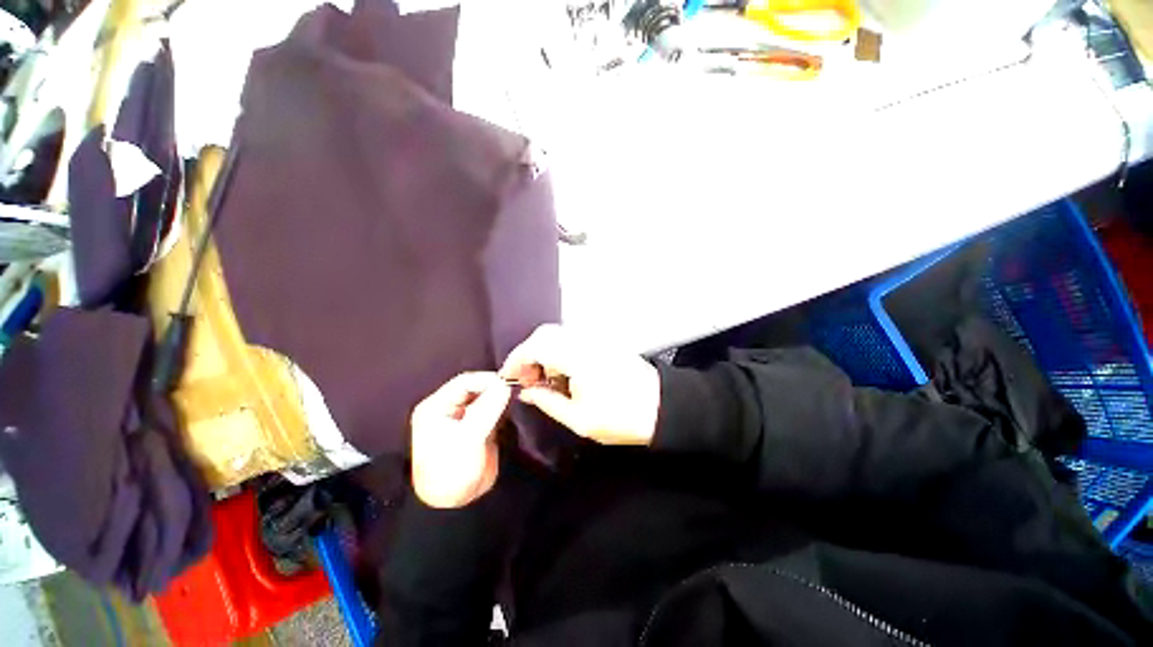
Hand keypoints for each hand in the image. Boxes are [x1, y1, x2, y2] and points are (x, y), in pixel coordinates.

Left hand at [410, 373, 511, 508]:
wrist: (455, 504)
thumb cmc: (452, 470)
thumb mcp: (468, 438)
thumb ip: (487, 409)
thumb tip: (505, 385)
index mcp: (436, 407)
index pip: (464, 382)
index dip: (486, 380)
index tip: (509, 384)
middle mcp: (449, 408)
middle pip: (475, 388)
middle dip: (494, 387)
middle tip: (515, 389)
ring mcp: (464, 418)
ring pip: (484, 397)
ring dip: (499, 397)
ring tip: (516, 397)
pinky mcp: (477, 427)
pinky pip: (491, 409)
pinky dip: (501, 407)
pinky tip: (511, 408)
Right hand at [500, 324, 660, 445]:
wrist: (661, 407)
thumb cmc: (621, 418)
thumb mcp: (580, 420)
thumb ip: (548, 402)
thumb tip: (526, 392)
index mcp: (577, 358)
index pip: (536, 346)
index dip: (516, 359)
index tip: (508, 377)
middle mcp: (584, 341)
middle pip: (545, 334)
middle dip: (529, 354)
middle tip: (527, 380)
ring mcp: (595, 339)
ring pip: (557, 335)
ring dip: (544, 352)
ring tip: (544, 381)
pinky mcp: (602, 343)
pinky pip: (571, 339)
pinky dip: (559, 352)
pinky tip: (563, 374)